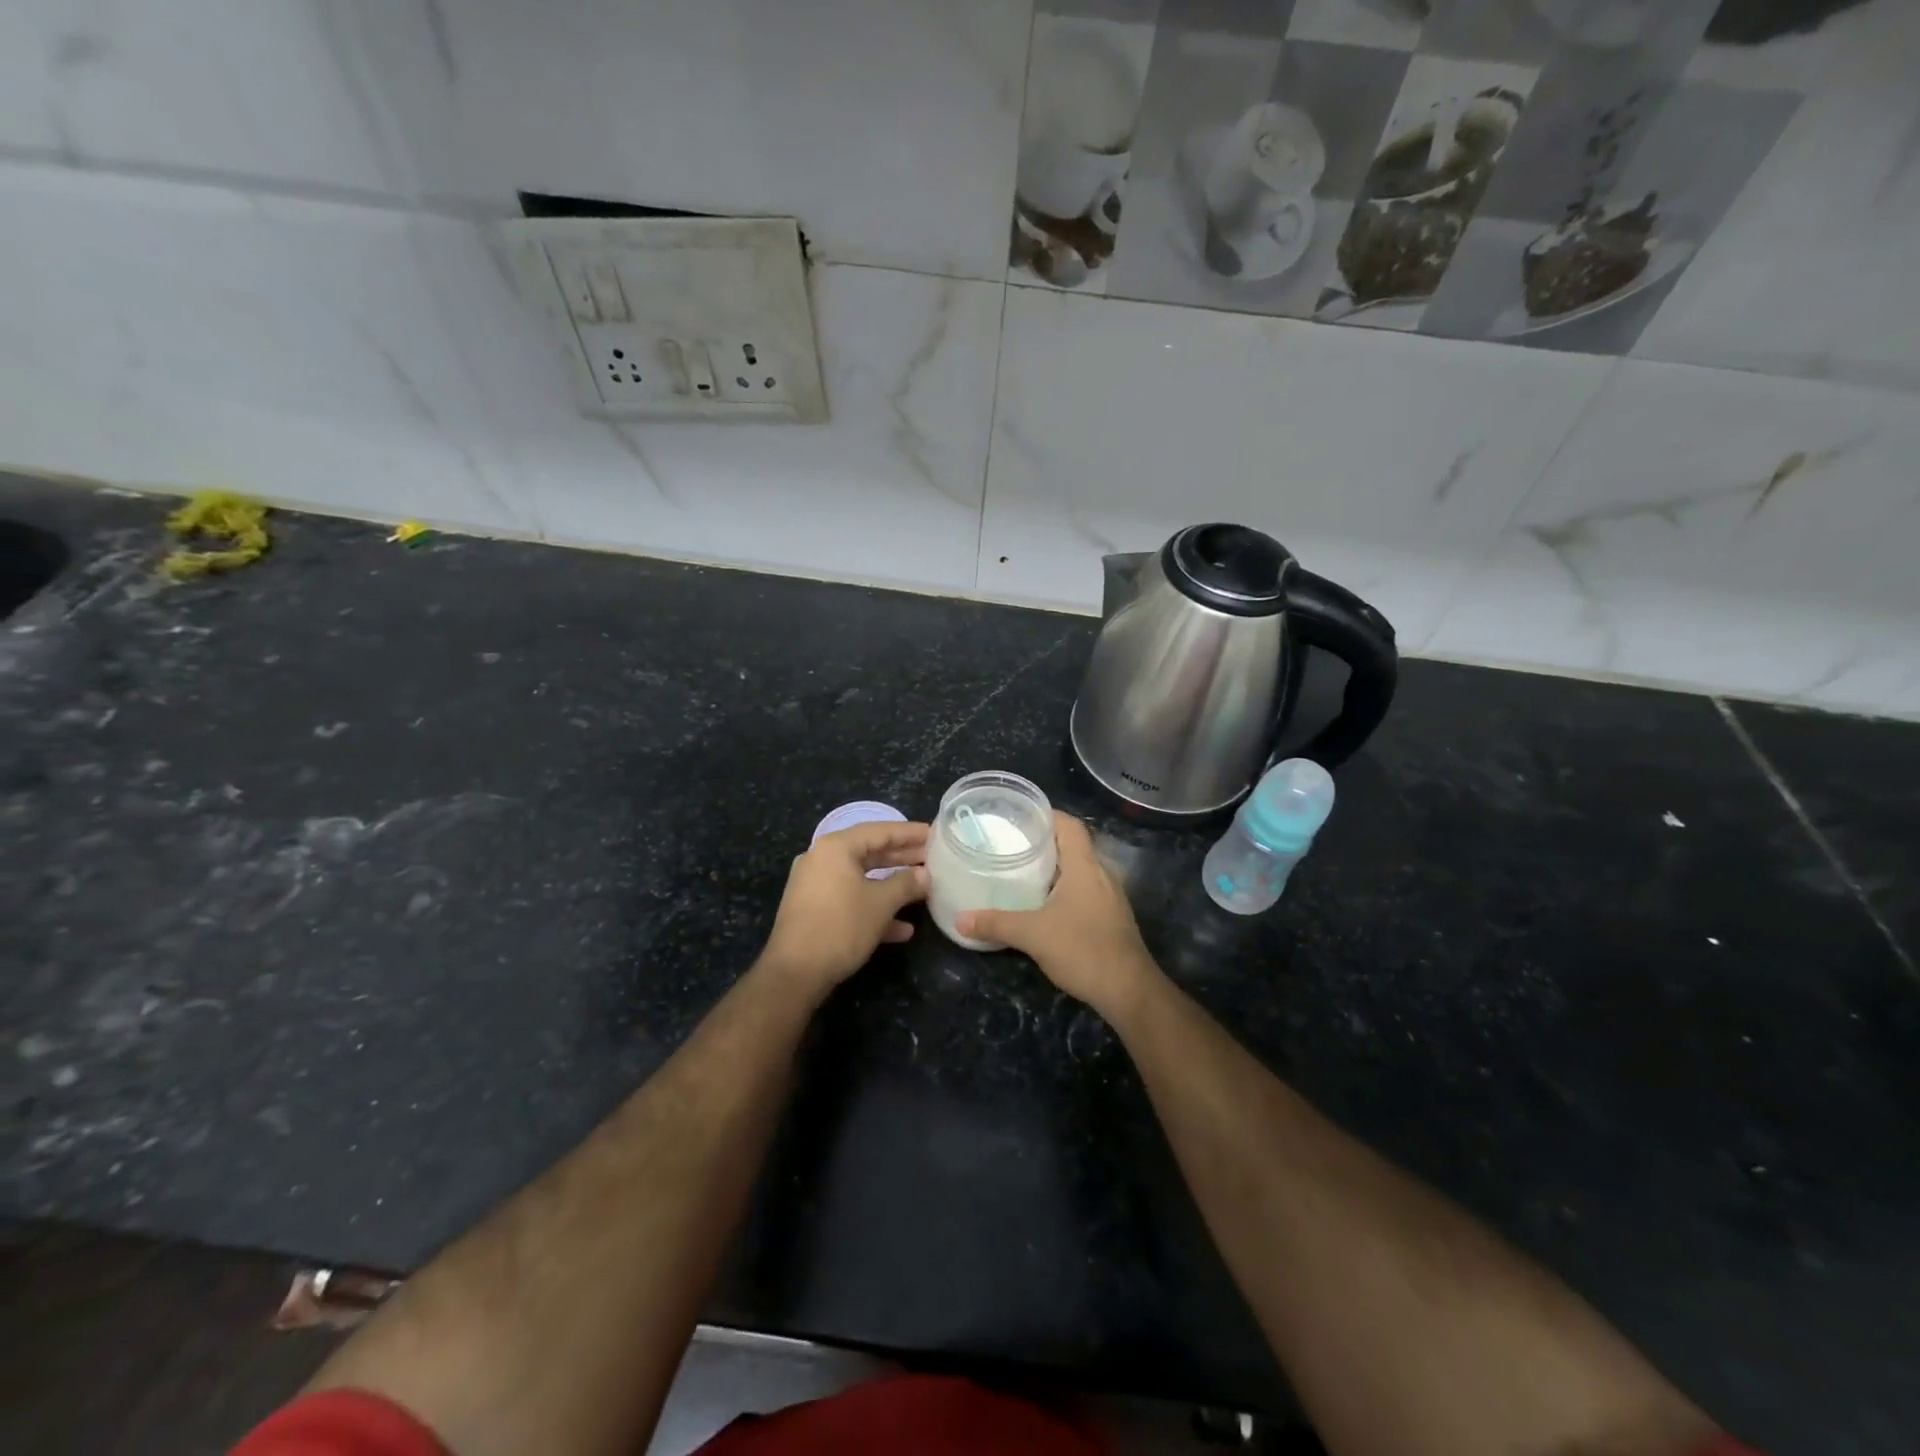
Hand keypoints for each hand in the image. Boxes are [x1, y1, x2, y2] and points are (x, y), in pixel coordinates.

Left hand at [759, 821, 929, 999]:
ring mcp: (816, 886)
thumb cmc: (840, 927)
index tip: (934, 834)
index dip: (909, 833)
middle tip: (932, 858)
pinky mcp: (814, 910)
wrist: (794, 973)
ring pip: (861, 878)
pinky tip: (902, 929)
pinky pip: (850, 899)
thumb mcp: (881, 904)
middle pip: (870, 852)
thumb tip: (925, 875)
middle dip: (903, 858)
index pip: (879, 831)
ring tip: (922, 888)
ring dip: (892, 885)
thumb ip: (906, 884)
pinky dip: (874, 908)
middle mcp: (822, 860)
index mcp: (835, 848)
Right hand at [955, 812, 1158, 1017]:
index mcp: (1085, 865)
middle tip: (1010, 845)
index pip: (1069, 825)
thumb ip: (995, 923)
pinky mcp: (1111, 916)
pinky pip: (1084, 889)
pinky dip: (1063, 887)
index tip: (1017, 818)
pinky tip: (1043, 903)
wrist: (1128, 990)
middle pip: (1072, 845)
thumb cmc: (1083, 949)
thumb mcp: (1032, 934)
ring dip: (1054, 867)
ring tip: (1021, 870)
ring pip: (1079, 869)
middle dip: (1043, 842)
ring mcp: (1110, 895)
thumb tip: (960, 919)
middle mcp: (1101, 873)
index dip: (1045, 816)